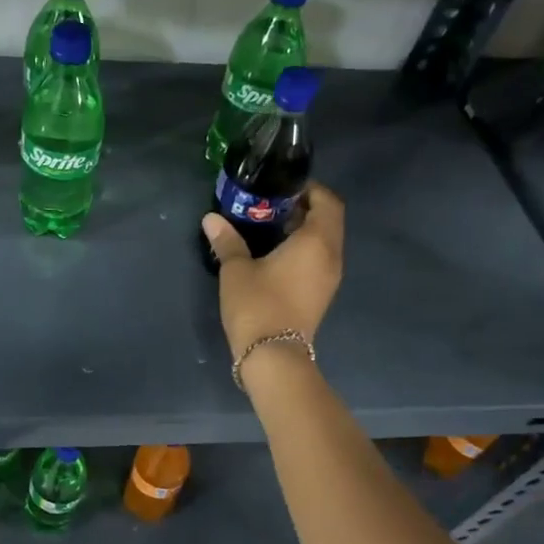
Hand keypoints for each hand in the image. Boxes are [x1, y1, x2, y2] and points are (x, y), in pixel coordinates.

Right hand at [201, 182, 343, 368]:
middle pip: (329, 220)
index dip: (310, 189)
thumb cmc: (257, 305)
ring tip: (271, 228)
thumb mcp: (236, 269)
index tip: (283, 187)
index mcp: (317, 241)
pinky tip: (276, 255)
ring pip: (325, 241)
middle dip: (305, 208)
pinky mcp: (322, 294)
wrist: (273, 356)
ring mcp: (330, 277)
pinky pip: (320, 259)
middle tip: (272, 205)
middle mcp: (332, 255)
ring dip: (304, 230)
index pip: (328, 202)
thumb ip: (227, 240)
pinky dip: (304, 249)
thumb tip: (211, 218)